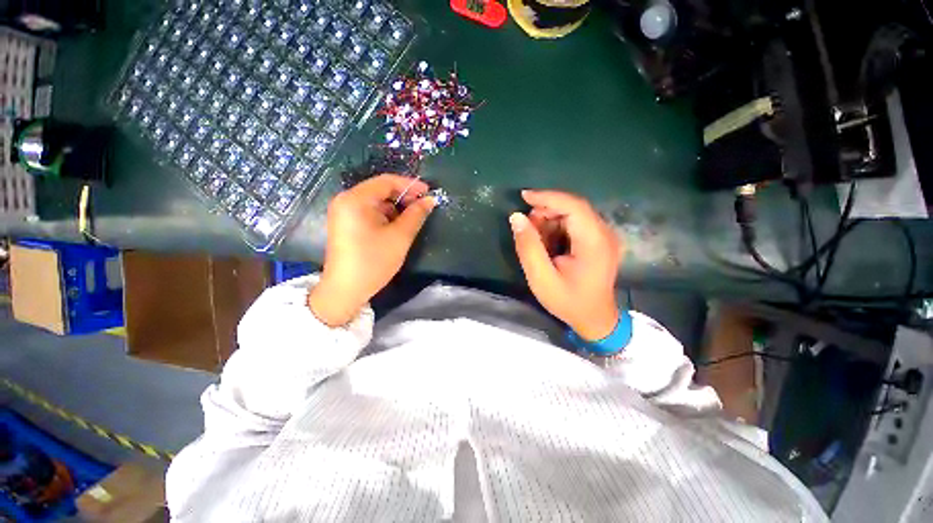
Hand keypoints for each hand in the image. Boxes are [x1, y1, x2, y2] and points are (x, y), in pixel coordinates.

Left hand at [308, 174, 434, 326]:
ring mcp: (343, 212)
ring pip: (376, 202)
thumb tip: (430, 200)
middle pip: (380, 190)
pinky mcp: (345, 224)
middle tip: (423, 207)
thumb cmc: (374, 261)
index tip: (429, 193)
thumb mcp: (400, 237)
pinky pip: (369, 212)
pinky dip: (385, 215)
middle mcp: (346, 200)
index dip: (410, 185)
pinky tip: (397, 226)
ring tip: (413, 218)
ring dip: (396, 207)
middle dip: (403, 197)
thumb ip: (416, 215)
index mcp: (355, 199)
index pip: (386, 181)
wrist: (345, 290)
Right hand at [510, 190, 623, 340]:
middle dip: (546, 210)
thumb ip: (528, 247)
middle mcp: (604, 234)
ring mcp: (604, 236)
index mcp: (594, 242)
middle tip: (527, 225)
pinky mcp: (600, 240)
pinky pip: (576, 223)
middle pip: (574, 207)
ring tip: (535, 236)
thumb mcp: (541, 278)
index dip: (548, 197)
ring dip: (551, 219)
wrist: (595, 319)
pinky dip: (558, 226)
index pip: (573, 206)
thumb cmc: (568, 301)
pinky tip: (547, 240)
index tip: (523, 196)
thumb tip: (516, 217)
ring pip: (574, 214)